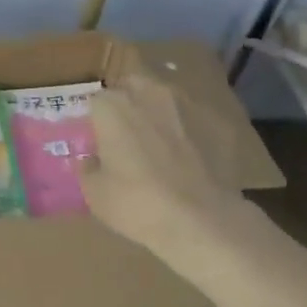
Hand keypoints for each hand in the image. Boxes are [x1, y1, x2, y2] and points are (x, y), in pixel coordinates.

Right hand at [78, 74, 263, 280]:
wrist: (201, 220)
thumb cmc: (137, 204)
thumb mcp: (95, 193)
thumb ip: (88, 168)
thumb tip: (91, 160)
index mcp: (113, 106)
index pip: (96, 101)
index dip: (96, 121)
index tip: (99, 142)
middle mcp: (149, 93)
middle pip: (132, 87)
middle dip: (129, 105)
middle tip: (128, 137)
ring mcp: (188, 104)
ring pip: (166, 100)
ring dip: (160, 115)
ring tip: (162, 147)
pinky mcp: (218, 122)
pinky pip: (195, 121)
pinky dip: (190, 133)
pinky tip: (192, 160)